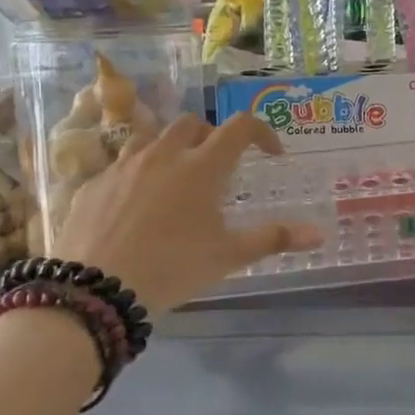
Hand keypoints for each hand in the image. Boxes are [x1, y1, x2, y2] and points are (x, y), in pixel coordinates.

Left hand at [54, 112, 321, 311]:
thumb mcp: (228, 256)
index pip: (240, 127)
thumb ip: (273, 239)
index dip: (261, 132)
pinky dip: (137, 176)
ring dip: (170, 151)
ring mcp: (124, 165)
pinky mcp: (94, 183)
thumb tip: (320, 234)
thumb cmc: (172, 268)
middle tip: (218, 168)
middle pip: (192, 124)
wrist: (95, 290)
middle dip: (211, 137)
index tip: (271, 153)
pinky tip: (135, 208)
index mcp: (202, 166)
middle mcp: (163, 154)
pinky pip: (120, 166)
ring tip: (175, 183)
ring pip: (152, 140)